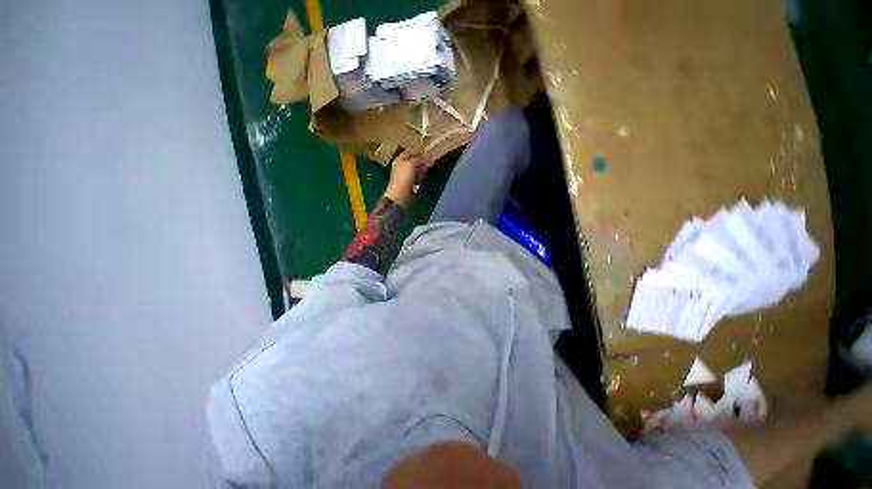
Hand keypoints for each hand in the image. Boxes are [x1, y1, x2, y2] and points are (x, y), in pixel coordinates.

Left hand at [384, 150, 430, 207]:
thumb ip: (418, 159)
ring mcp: (406, 176)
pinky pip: (417, 177)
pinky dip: (422, 175)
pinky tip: (426, 175)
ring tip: (431, 165)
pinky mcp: (410, 184)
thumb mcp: (410, 164)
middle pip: (413, 161)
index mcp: (399, 160)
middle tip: (431, 157)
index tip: (426, 149)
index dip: (417, 150)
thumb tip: (427, 156)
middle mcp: (402, 167)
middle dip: (422, 159)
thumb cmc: (403, 177)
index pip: (408, 152)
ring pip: (416, 169)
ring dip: (423, 167)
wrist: (400, 195)